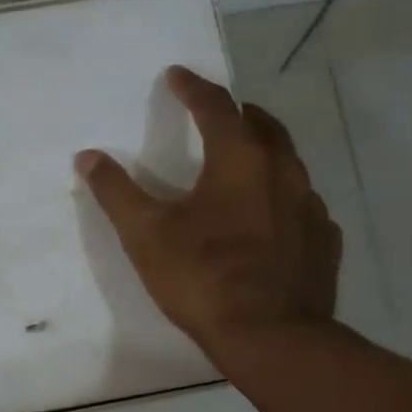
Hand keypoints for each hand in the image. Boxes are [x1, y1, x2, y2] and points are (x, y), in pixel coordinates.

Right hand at [76, 66, 340, 355]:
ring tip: (244, 162)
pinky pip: (303, 206)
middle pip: (263, 125)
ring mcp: (310, 207)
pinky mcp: (324, 242)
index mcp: (239, 159)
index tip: (176, 75)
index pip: (215, 106)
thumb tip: (87, 156)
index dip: (192, 87)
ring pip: (288, 164)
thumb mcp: (146, 233)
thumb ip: (116, 191)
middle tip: (218, 112)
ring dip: (264, 153)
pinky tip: (272, 218)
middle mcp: (282, 172)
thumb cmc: (203, 276)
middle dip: (238, 113)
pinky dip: (284, 199)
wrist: (271, 336)